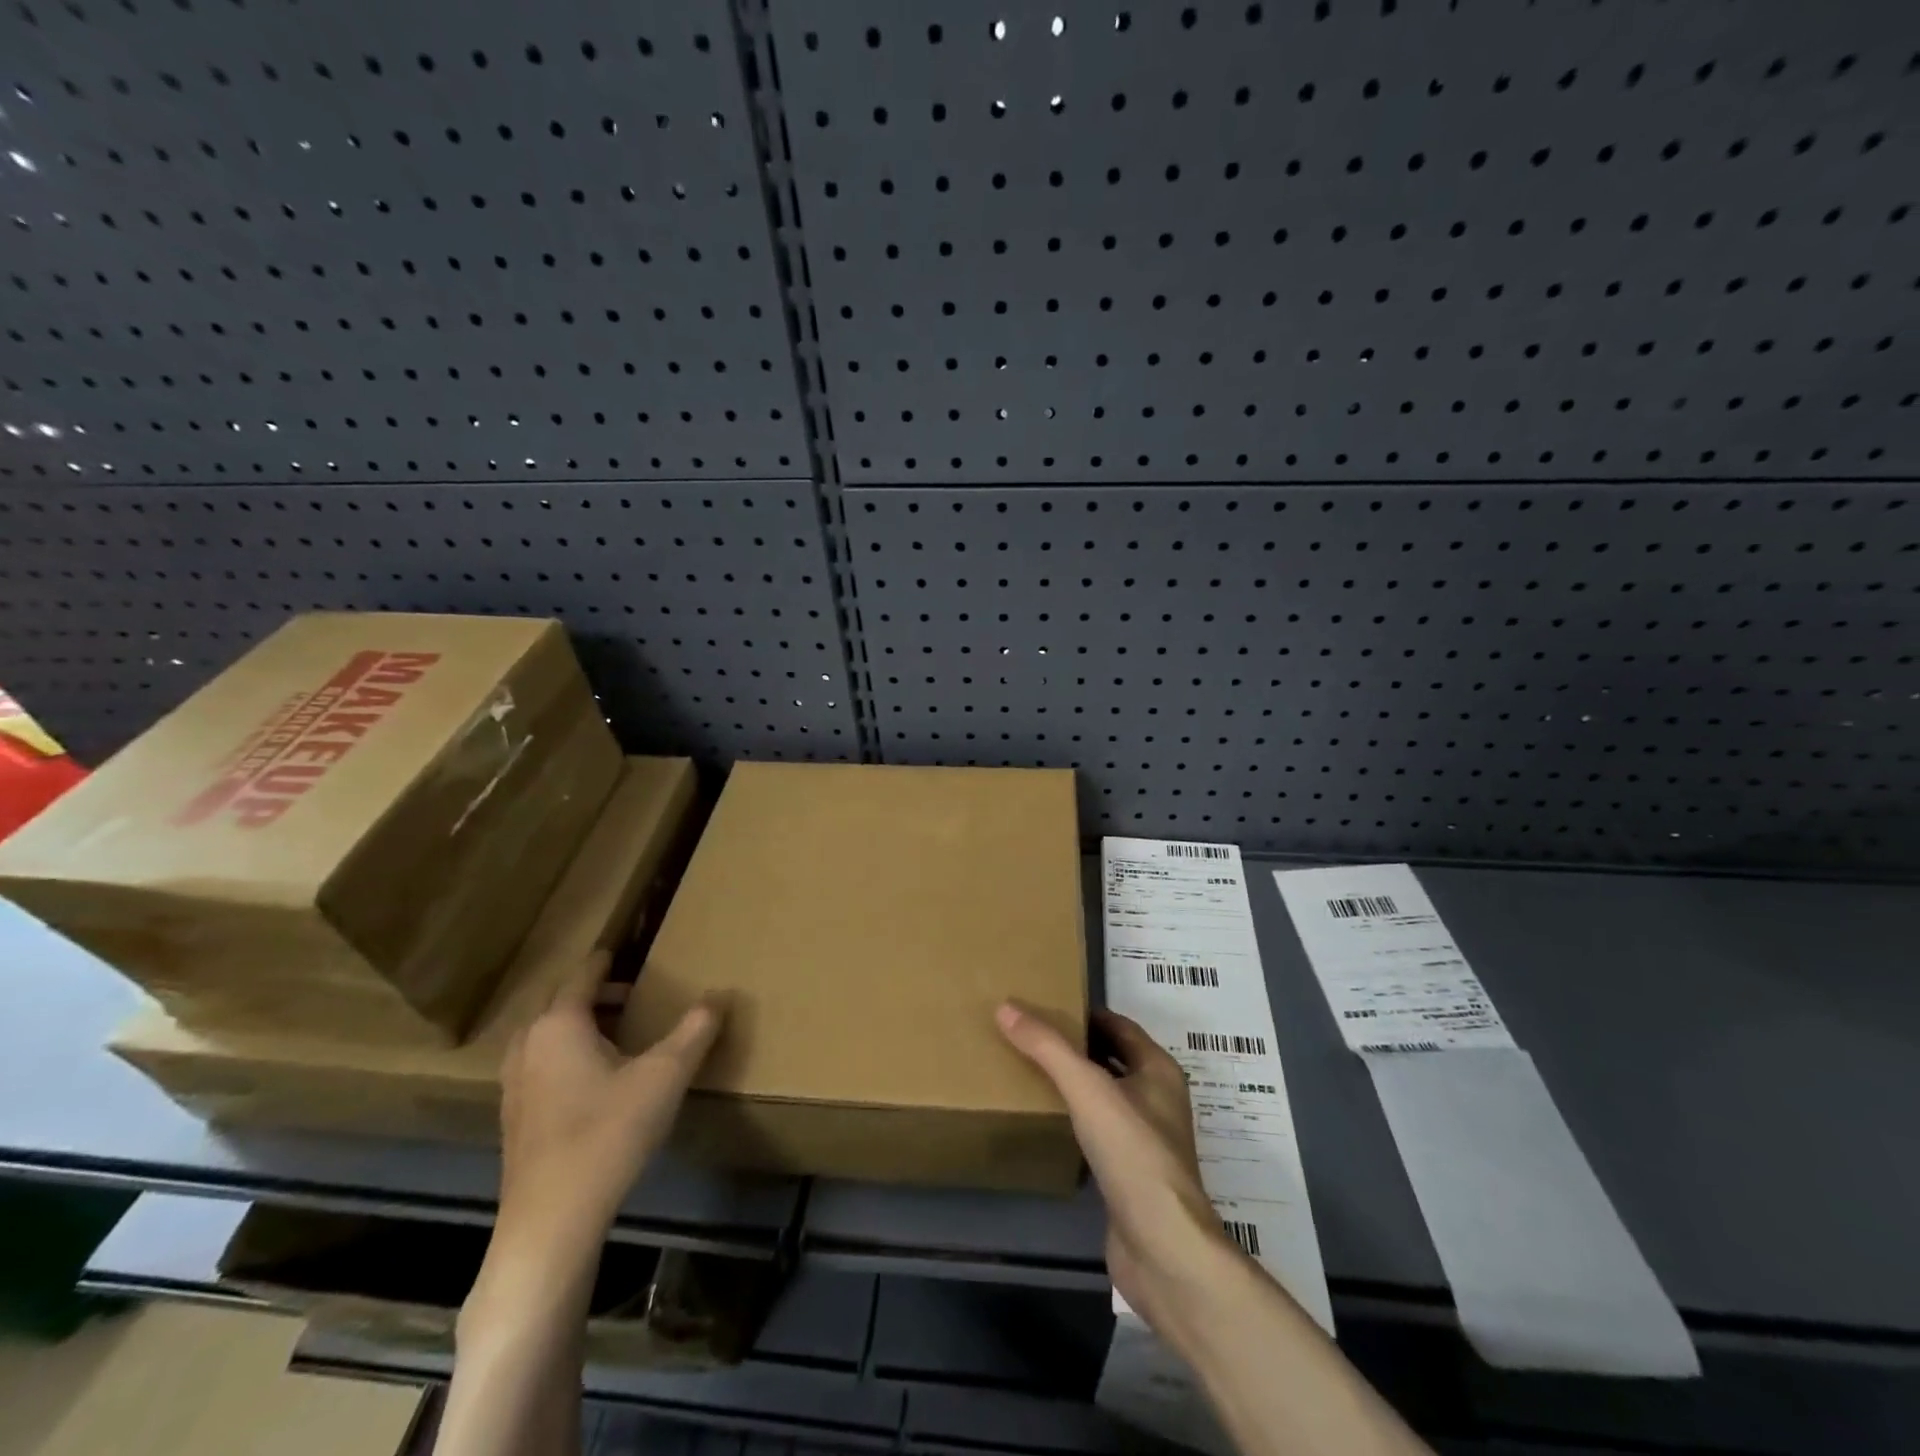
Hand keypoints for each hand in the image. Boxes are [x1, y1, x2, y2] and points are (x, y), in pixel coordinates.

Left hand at [490, 953, 723, 1276]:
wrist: (552, 1221)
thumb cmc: (609, 1133)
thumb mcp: (666, 1075)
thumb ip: (695, 1030)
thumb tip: (720, 994)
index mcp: (560, 1024)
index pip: (582, 975)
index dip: (606, 961)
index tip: (625, 950)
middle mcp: (529, 1045)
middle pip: (558, 1002)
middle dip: (594, 993)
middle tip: (631, 993)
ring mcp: (514, 1085)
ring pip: (545, 1035)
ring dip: (578, 1025)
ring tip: (616, 1032)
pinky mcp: (514, 1119)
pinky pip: (539, 1065)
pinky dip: (564, 1055)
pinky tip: (594, 1079)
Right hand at [996, 1001, 1234, 1326]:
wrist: (1163, 1249)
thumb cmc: (1133, 1154)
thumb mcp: (1087, 1089)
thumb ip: (1047, 1048)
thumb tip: (1006, 1007)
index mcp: (1158, 1070)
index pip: (1118, 1025)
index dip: (1084, 1013)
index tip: (1044, 1005)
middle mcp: (1157, 1099)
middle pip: (1112, 1058)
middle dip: (1075, 1046)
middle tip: (1029, 1035)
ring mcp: (1145, 1139)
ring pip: (1105, 1096)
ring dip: (1074, 1083)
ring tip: (1029, 1072)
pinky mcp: (1130, 1174)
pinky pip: (1098, 1132)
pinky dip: (1075, 1120)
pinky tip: (1046, 1121)